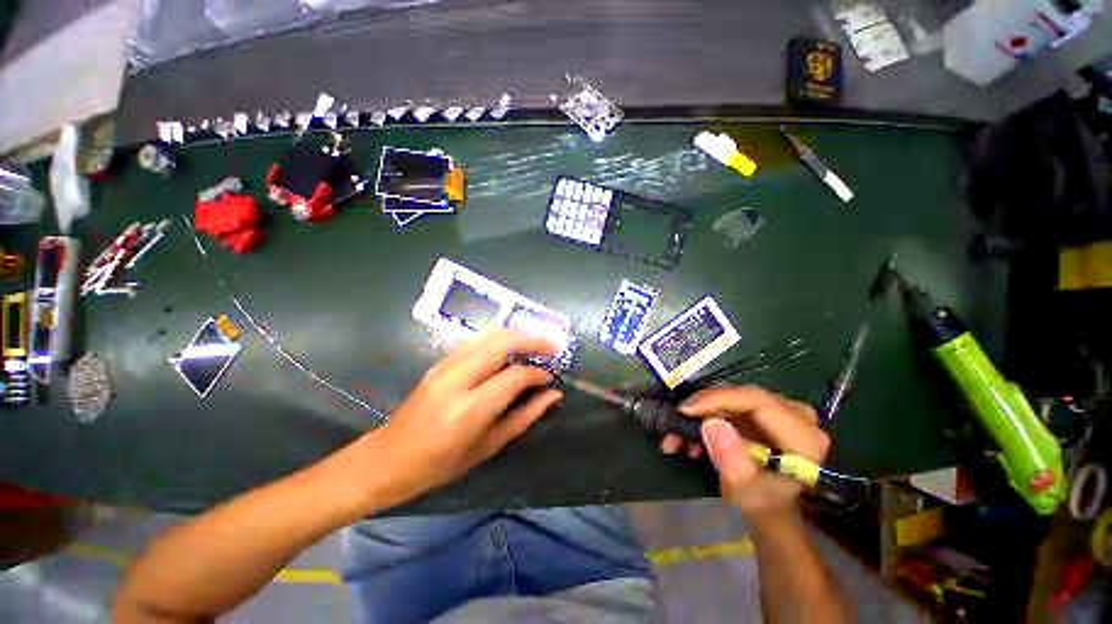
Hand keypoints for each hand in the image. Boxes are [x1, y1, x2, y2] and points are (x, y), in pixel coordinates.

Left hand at [364, 329, 562, 506]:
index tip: (551, 378)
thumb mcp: (488, 446)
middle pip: (502, 341)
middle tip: (553, 347)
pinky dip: (500, 338)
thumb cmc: (441, 464)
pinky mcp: (441, 360)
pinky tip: (512, 348)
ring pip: (489, 333)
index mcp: (469, 409)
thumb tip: (553, 395)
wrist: (389, 457)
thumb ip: (525, 416)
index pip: (514, 376)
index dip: (537, 373)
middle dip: (533, 340)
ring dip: (517, 334)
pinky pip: (477, 339)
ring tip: (536, 345)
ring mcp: (445, 365)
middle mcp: (456, 378)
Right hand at [660, 385, 828, 523]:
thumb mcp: (745, 490)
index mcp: (802, 435)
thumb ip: (732, 460)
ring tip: (677, 435)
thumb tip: (711, 424)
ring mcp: (779, 409)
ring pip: (730, 397)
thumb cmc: (762, 502)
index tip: (685, 410)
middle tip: (676, 421)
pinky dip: (706, 415)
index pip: (756, 400)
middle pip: (740, 396)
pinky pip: (729, 402)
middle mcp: (796, 415)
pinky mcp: (763, 409)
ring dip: (700, 413)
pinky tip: (690, 435)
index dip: (717, 399)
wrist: (770, 506)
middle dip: (703, 407)